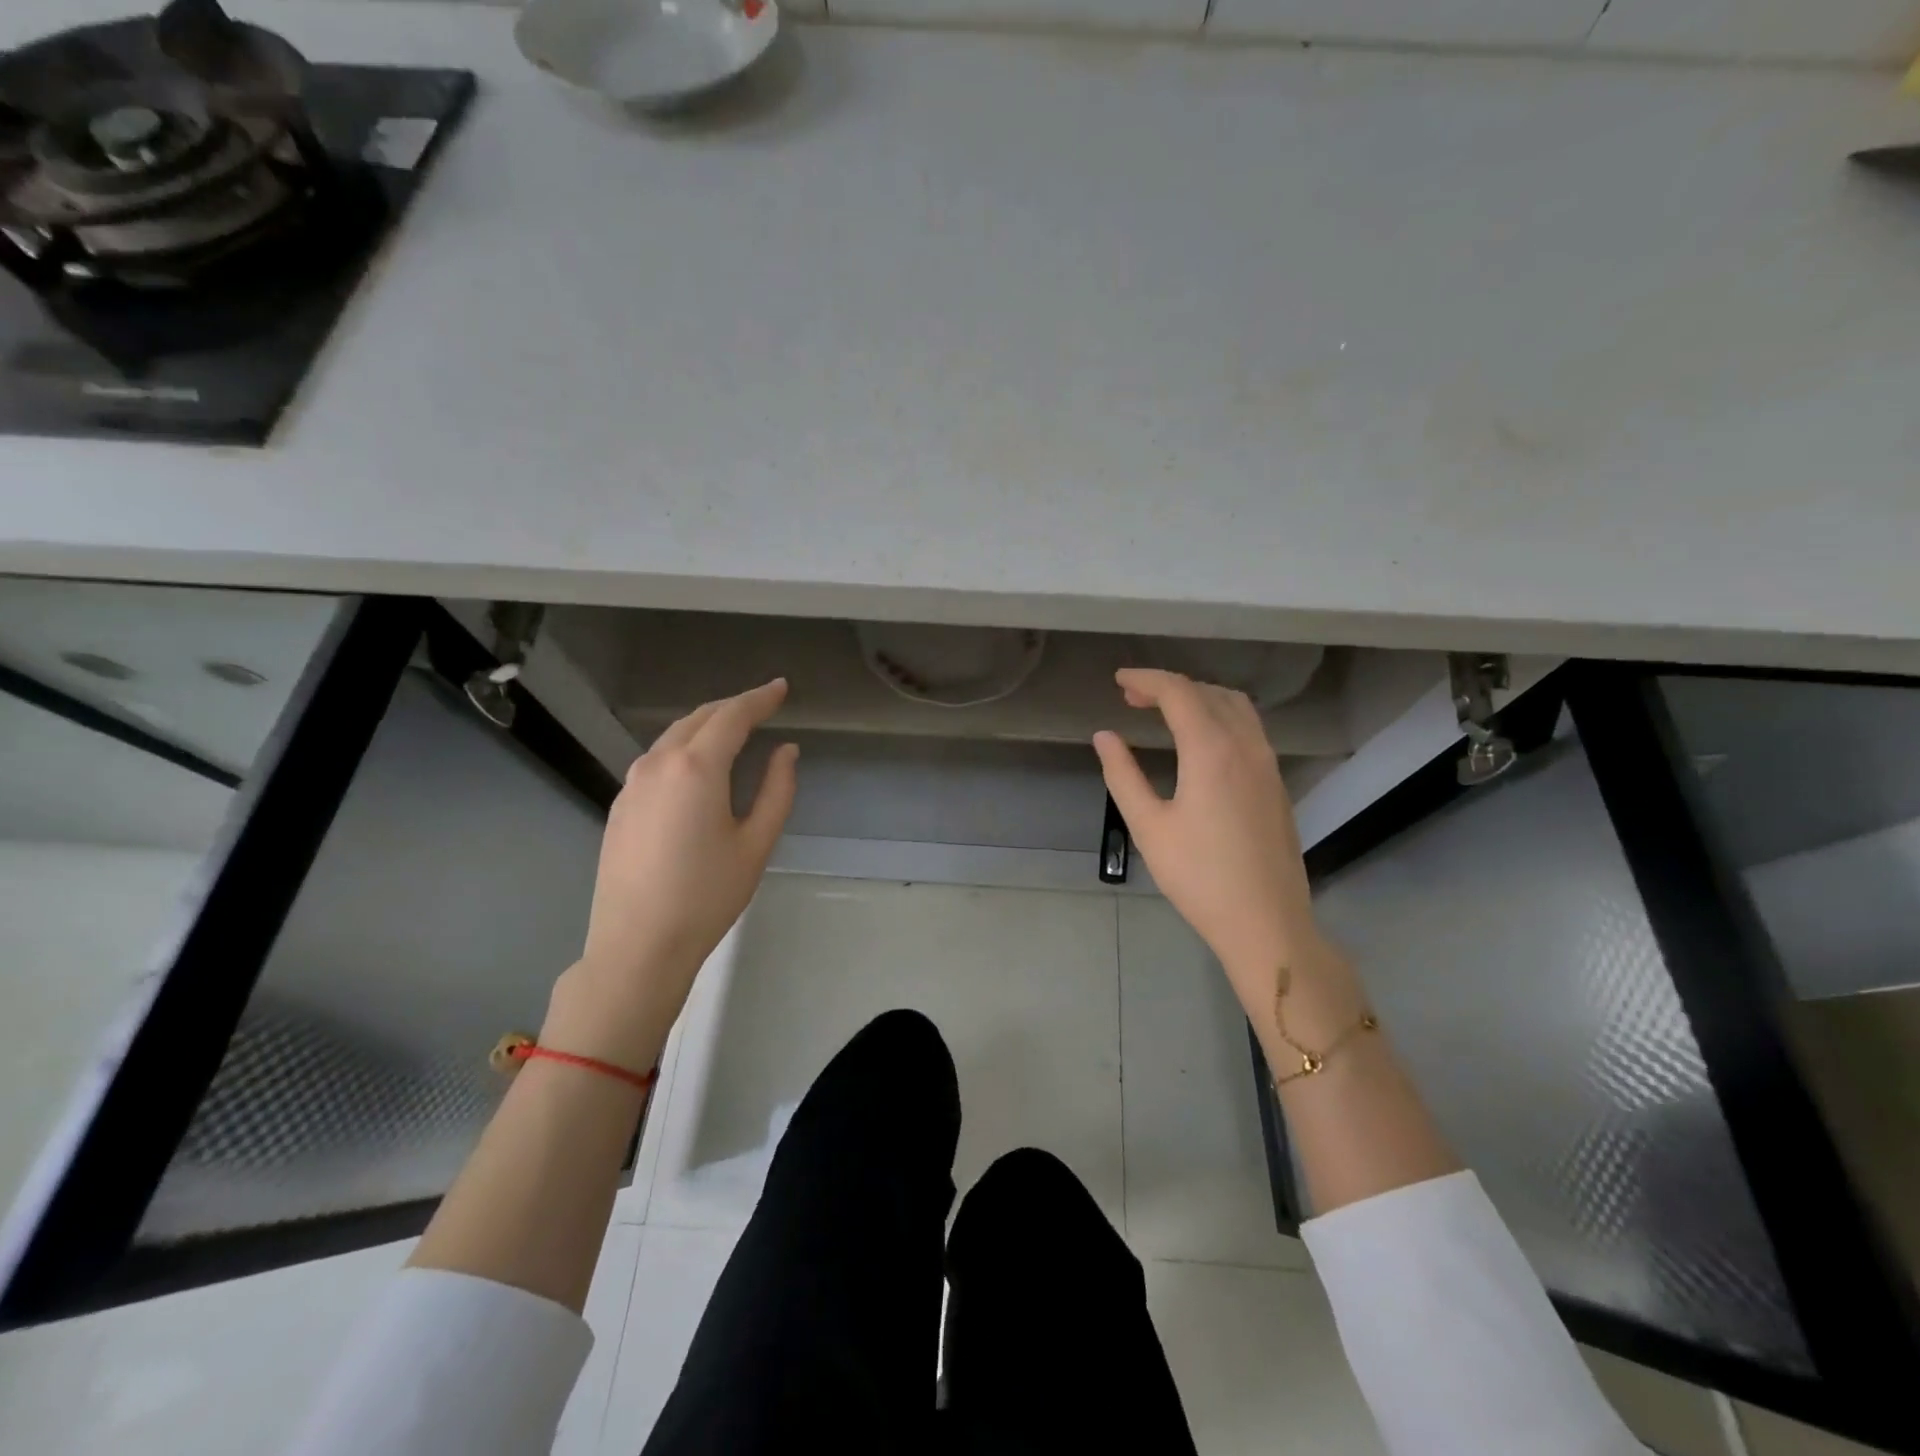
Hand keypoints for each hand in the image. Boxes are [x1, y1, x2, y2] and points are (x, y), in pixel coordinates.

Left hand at [543, 678, 798, 1070]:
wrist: (637, 945)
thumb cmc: (707, 895)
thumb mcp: (756, 843)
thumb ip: (777, 789)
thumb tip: (785, 751)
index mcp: (696, 768)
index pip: (732, 716)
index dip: (760, 698)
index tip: (781, 688)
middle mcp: (658, 764)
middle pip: (699, 718)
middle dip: (733, 706)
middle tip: (763, 704)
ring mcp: (632, 784)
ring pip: (673, 736)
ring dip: (706, 725)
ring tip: (734, 730)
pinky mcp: (620, 805)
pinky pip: (657, 760)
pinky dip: (684, 748)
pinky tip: (697, 765)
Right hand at [1094, 669, 1336, 1017]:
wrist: (1266, 921)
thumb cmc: (1199, 876)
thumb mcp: (1148, 826)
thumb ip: (1123, 775)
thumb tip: (1105, 736)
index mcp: (1211, 750)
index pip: (1178, 692)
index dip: (1146, 679)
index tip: (1118, 680)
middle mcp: (1246, 745)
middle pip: (1208, 692)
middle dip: (1169, 686)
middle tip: (1132, 697)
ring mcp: (1267, 763)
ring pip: (1235, 707)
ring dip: (1198, 697)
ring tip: (1165, 711)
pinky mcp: (1276, 783)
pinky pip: (1248, 728)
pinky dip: (1219, 716)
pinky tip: (1200, 740)